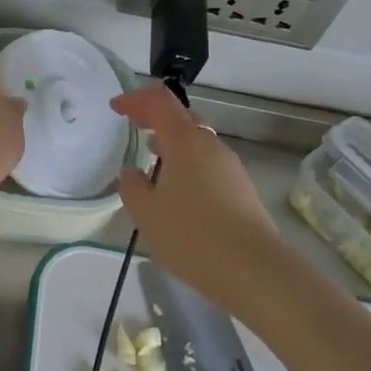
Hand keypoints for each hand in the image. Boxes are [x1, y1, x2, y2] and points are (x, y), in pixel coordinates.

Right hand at [111, 84, 286, 307]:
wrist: (254, 271)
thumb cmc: (192, 236)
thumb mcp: (147, 213)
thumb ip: (132, 187)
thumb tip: (133, 173)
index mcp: (185, 141)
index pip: (159, 103)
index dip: (136, 99)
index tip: (116, 107)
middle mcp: (211, 146)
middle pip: (182, 118)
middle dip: (156, 118)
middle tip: (134, 126)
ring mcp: (231, 167)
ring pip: (197, 143)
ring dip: (173, 144)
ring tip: (153, 158)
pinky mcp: (241, 190)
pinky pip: (208, 165)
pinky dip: (188, 165)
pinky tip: (178, 191)